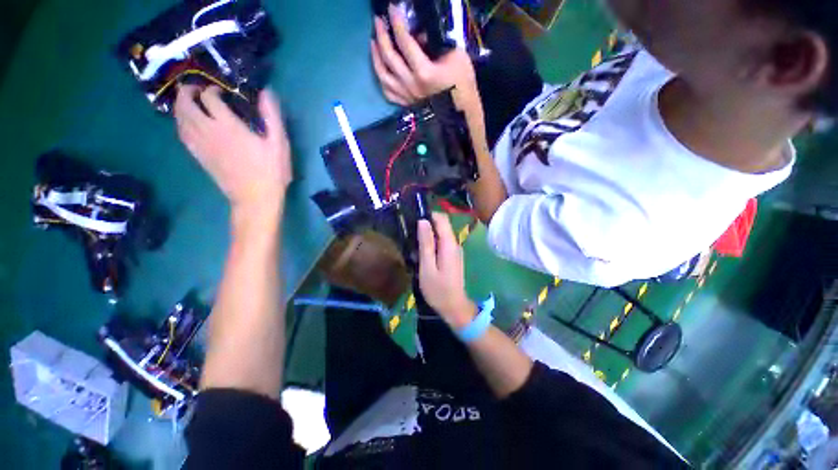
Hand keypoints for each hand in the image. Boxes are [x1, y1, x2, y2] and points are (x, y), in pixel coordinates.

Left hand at [174, 85, 291, 215]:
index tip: (221, 91)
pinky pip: (182, 134)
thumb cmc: (271, 170)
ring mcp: (200, 144)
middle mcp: (208, 130)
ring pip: (179, 118)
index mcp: (228, 125)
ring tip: (188, 102)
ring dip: (180, 106)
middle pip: (186, 104)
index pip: (209, 97)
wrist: (255, 197)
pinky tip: (187, 124)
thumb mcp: (279, 143)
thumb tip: (266, 92)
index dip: (213, 89)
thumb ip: (272, 117)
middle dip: (188, 92)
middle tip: (196, 89)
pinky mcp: (199, 156)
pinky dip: (181, 123)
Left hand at [371, 5, 478, 108]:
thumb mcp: (455, 55)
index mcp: (424, 72)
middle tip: (378, 22)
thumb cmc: (462, 83)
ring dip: (376, 57)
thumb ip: (435, 43)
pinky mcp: (407, 104)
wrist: (461, 110)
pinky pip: (388, 93)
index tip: (392, 9)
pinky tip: (382, 70)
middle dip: (381, 36)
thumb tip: (419, 35)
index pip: (405, 42)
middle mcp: (412, 85)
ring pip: (384, 77)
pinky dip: (382, 80)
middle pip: (389, 58)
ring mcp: (407, 97)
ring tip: (374, 43)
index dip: (397, 22)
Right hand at [417, 213, 476, 328]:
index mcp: (449, 244)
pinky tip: (422, 256)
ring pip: (440, 234)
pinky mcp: (453, 256)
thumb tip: (423, 221)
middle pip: (441, 225)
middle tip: (411, 238)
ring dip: (427, 237)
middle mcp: (455, 243)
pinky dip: (431, 245)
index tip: (413, 222)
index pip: (441, 219)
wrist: (454, 307)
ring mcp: (455, 250)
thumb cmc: (438, 290)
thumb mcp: (427, 267)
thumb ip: (426, 244)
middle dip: (426, 227)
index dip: (428, 215)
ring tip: (414, 248)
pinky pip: (442, 243)